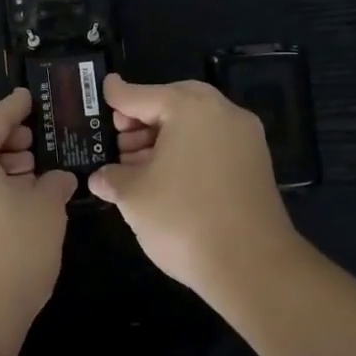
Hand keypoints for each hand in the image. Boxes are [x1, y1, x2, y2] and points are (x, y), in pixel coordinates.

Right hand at [91, 76, 303, 299]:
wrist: (253, 267)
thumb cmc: (184, 219)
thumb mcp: (134, 197)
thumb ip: (112, 178)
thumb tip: (100, 178)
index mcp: (190, 108)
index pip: (142, 95)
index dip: (117, 95)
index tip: (103, 88)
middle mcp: (222, 113)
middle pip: (173, 104)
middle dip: (143, 118)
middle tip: (119, 138)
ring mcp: (245, 138)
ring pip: (195, 125)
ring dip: (163, 138)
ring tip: (136, 165)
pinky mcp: (255, 165)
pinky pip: (213, 144)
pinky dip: (187, 152)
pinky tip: (166, 178)